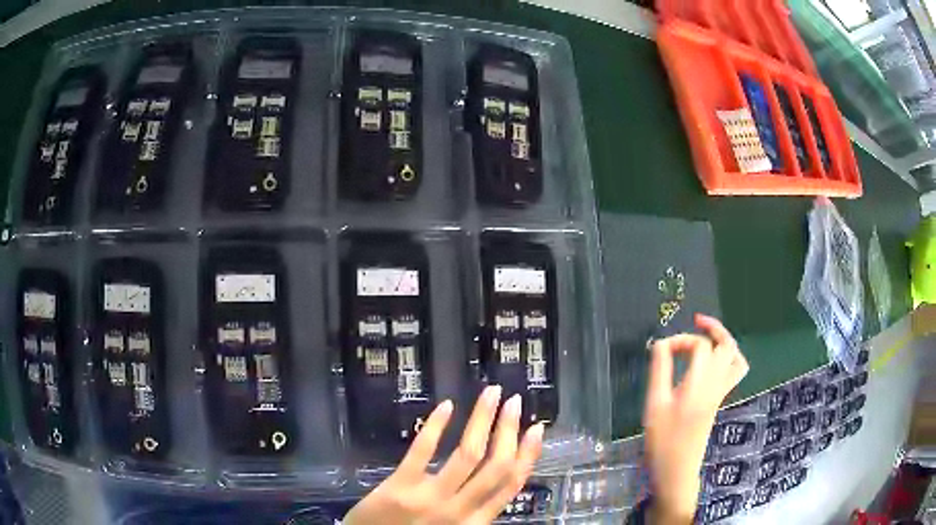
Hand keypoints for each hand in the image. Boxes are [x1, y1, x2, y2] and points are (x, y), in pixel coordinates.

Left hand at [343, 386, 543, 524]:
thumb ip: (472, 512)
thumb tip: (496, 481)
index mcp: (475, 523)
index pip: (510, 485)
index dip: (528, 455)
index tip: (536, 429)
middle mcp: (459, 511)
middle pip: (495, 466)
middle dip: (508, 430)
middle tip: (514, 402)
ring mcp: (430, 498)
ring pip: (468, 454)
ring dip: (483, 419)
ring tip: (491, 394)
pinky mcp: (400, 487)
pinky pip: (423, 451)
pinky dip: (436, 426)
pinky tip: (447, 406)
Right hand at [643, 314, 748, 523]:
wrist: (676, 472)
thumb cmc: (661, 441)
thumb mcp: (654, 405)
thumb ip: (659, 371)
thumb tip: (660, 343)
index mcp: (699, 384)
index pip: (700, 346)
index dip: (681, 339)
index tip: (661, 349)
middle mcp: (716, 385)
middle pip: (727, 346)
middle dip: (714, 328)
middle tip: (696, 321)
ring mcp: (720, 394)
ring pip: (736, 358)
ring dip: (725, 342)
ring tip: (707, 337)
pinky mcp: (719, 402)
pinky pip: (734, 372)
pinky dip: (727, 359)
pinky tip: (710, 363)